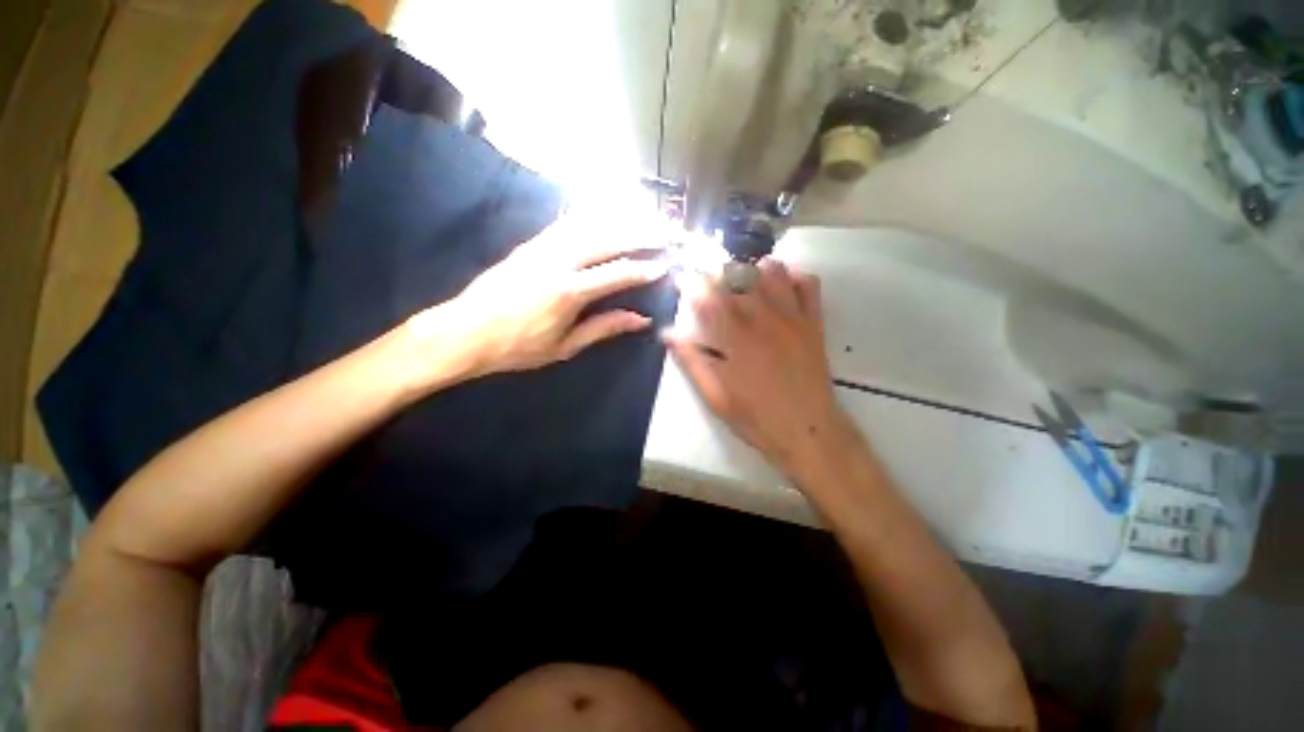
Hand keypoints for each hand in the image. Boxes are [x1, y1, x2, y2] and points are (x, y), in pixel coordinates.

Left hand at [403, 217, 668, 388]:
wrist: (465, 332)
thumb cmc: (517, 347)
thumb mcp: (565, 347)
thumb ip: (604, 328)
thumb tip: (640, 319)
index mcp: (568, 292)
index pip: (617, 273)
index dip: (644, 269)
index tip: (665, 265)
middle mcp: (558, 261)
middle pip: (607, 239)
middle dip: (641, 233)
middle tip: (666, 230)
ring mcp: (542, 247)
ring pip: (589, 223)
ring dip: (620, 218)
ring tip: (645, 216)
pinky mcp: (530, 243)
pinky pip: (567, 222)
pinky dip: (592, 215)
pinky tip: (607, 212)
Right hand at [663, 259, 848, 476]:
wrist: (809, 432)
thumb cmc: (756, 418)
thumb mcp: (715, 396)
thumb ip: (692, 361)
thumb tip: (668, 334)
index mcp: (735, 339)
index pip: (708, 297)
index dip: (691, 283)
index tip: (681, 278)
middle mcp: (763, 320)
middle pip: (737, 277)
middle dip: (718, 272)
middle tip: (708, 280)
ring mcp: (792, 318)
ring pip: (771, 273)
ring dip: (752, 269)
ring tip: (741, 280)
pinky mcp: (813, 323)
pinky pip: (807, 285)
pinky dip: (792, 275)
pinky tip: (780, 283)